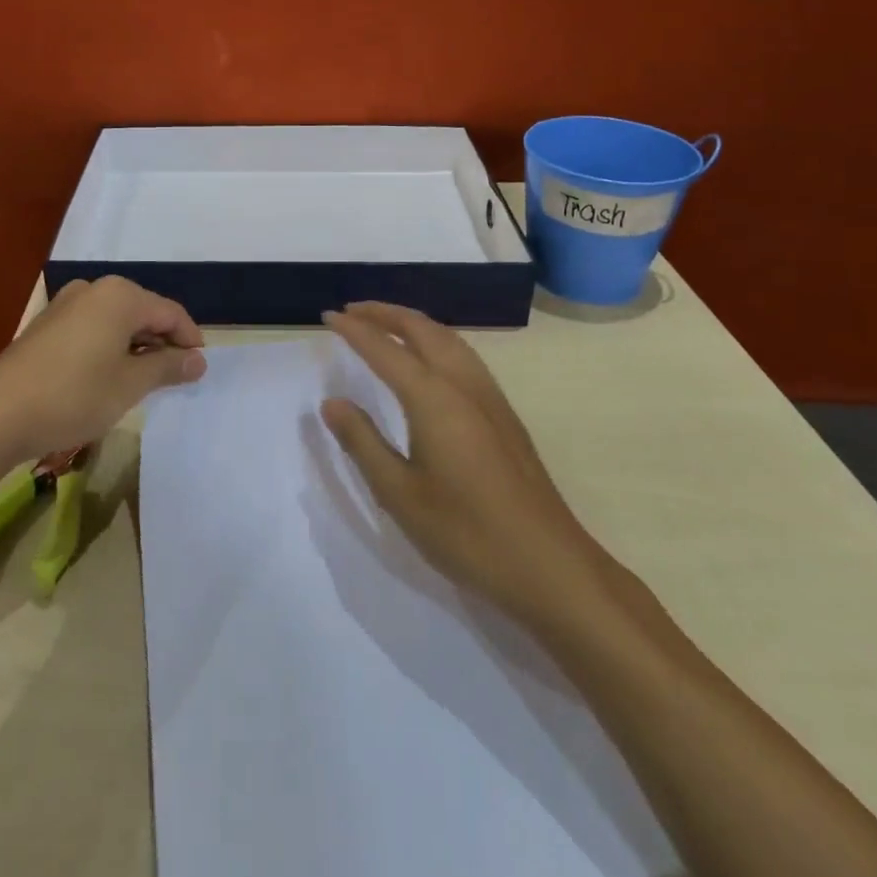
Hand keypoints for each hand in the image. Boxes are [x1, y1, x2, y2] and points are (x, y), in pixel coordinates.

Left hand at [0, 277, 207, 493]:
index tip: (199, 369)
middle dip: (162, 342)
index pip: (170, 312)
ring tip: (144, 381)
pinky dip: (110, 348)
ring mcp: (65, 304)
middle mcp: (93, 289)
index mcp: (119, 295)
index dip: (190, 339)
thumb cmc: (74, 395)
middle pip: (143, 311)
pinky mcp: (47, 325)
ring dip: (136, 347)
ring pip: (116, 321)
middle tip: (175, 377)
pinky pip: (93, 328)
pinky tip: (109, 376)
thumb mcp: (129, 385)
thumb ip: (168, 367)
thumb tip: (198, 360)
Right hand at [321, 302, 609, 626]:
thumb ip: (362, 441)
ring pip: (448, 338)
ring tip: (385, 324)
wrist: (549, 566)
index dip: (354, 329)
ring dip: (413, 322)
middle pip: (422, 329)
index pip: (385, 349)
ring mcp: (490, 397)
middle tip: (352, 311)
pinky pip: (463, 355)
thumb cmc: (466, 533)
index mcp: (433, 398)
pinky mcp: (504, 414)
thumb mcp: (399, 493)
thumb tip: (332, 401)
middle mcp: (463, 384)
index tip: (327, 316)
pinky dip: (435, 339)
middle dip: (385, 313)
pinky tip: (429, 360)